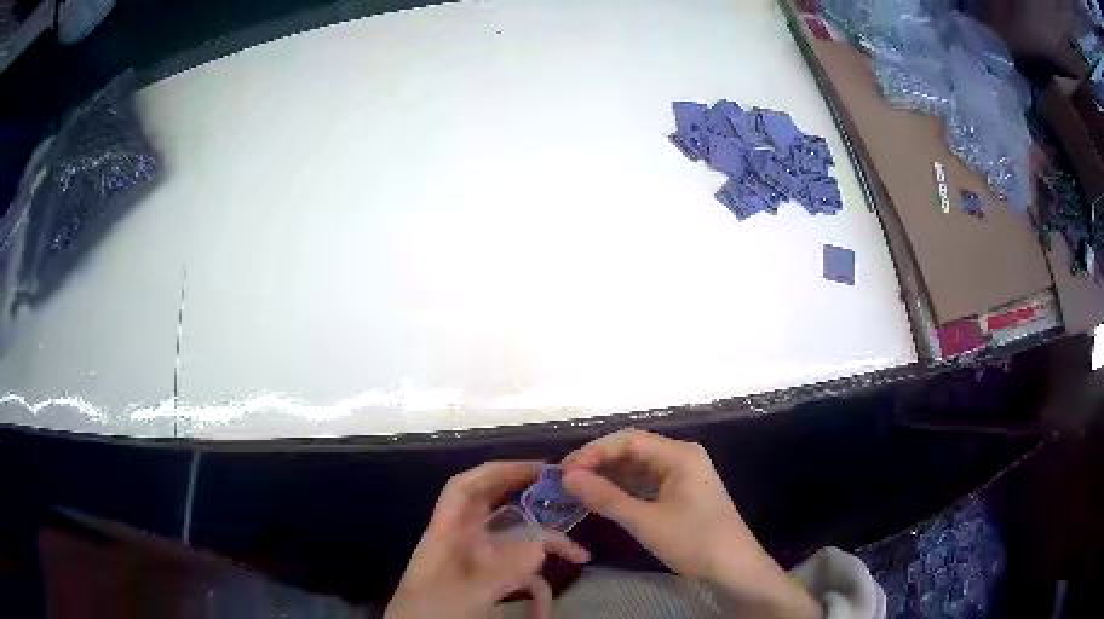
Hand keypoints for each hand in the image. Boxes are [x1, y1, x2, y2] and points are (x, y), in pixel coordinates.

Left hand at [385, 461, 590, 618]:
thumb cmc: (430, 613)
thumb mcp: (466, 593)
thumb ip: (502, 570)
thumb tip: (541, 545)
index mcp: (446, 533)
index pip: (466, 488)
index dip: (498, 471)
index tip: (538, 469)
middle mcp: (462, 541)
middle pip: (498, 509)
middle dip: (533, 502)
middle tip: (569, 499)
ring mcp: (475, 563)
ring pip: (515, 544)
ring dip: (546, 551)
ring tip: (580, 557)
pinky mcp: (485, 584)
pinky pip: (516, 577)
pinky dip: (535, 589)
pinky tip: (544, 611)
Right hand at [561, 429, 820, 618]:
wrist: (734, 568)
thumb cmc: (694, 541)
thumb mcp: (646, 521)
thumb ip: (606, 497)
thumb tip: (567, 477)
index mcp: (680, 454)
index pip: (629, 440)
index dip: (593, 452)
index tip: (564, 471)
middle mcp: (682, 457)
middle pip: (634, 450)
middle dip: (599, 463)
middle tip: (566, 482)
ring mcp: (684, 475)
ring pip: (639, 467)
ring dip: (610, 477)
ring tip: (578, 490)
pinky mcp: (683, 493)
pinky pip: (647, 483)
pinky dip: (624, 489)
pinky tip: (604, 499)